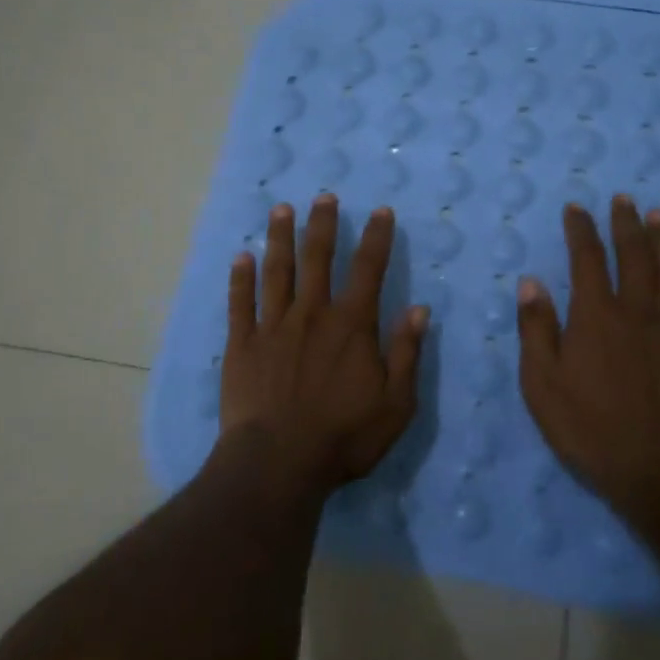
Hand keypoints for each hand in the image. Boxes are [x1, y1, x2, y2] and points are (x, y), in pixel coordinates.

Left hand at [220, 194, 429, 493]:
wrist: (278, 463)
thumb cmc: (343, 437)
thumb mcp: (396, 403)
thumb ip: (407, 353)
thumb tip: (419, 308)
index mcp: (351, 326)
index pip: (368, 270)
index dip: (377, 238)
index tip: (380, 211)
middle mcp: (312, 314)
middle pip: (318, 259)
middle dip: (322, 225)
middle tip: (323, 196)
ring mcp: (272, 327)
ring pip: (277, 272)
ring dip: (280, 239)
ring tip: (280, 210)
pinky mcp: (242, 345)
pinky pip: (240, 303)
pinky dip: (240, 278)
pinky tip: (240, 257)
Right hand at [517, 196, 659, 532]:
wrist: (656, 469)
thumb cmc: (588, 427)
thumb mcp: (541, 383)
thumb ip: (536, 329)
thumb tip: (531, 282)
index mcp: (596, 315)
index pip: (587, 259)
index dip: (581, 230)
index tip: (577, 208)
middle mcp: (637, 311)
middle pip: (634, 255)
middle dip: (626, 224)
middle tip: (624, 199)